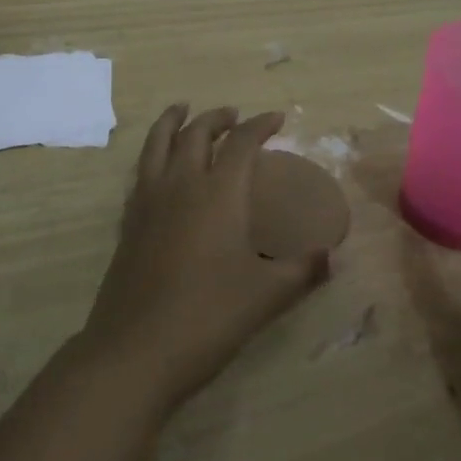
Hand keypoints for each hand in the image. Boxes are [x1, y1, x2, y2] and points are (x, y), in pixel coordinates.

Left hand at [79, 105, 328, 410]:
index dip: (260, 125)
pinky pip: (141, 170)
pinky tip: (159, 165)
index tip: (277, 119)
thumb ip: (302, 271)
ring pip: (158, 142)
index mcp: (218, 193)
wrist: (135, 350)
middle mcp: (181, 185)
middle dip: (217, 117)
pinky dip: (153, 153)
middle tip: (233, 115)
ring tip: (182, 110)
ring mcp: (148, 201)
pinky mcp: (128, 222)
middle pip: (196, 132)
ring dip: (173, 121)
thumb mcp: (266, 296)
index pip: (242, 143)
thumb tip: (332, 255)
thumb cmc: (208, 317)